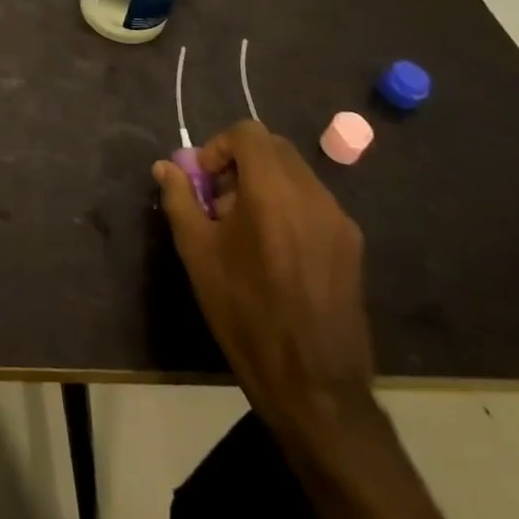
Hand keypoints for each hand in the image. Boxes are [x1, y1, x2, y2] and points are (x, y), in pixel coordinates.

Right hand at [153, 121, 374, 435]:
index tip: (203, 180)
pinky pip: (314, 204)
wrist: (313, 384)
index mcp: (272, 190)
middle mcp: (312, 195)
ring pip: (296, 175)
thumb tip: (165, 167)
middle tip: (219, 200)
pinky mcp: (352, 247)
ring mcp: (338, 221)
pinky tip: (274, 251)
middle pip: (274, 148)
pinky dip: (288, 206)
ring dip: (265, 183)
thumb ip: (179, 198)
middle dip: (241, 162)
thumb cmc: (245, 310)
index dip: (219, 146)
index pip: (248, 133)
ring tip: (245, 228)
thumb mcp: (197, 251)